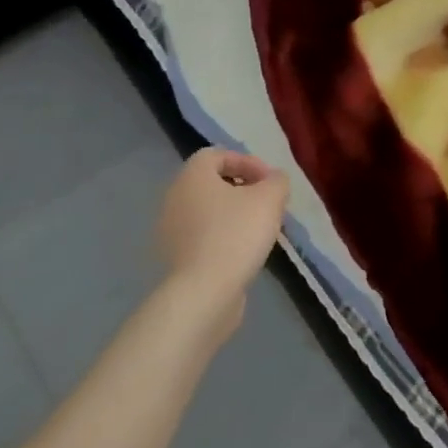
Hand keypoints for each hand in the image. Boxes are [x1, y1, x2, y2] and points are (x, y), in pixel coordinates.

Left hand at [155, 149, 288, 329]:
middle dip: (243, 190)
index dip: (247, 162)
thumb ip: (277, 181)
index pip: (217, 155)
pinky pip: (202, 237)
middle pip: (212, 183)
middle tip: (268, 204)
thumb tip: (274, 180)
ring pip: (208, 211)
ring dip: (234, 215)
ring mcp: (170, 230)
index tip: (269, 181)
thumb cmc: (236, 233)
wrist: (204, 292)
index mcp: (192, 176)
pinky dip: (223, 237)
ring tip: (260, 230)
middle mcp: (174, 198)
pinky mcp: (174, 258)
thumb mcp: (270, 198)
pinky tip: (244, 252)